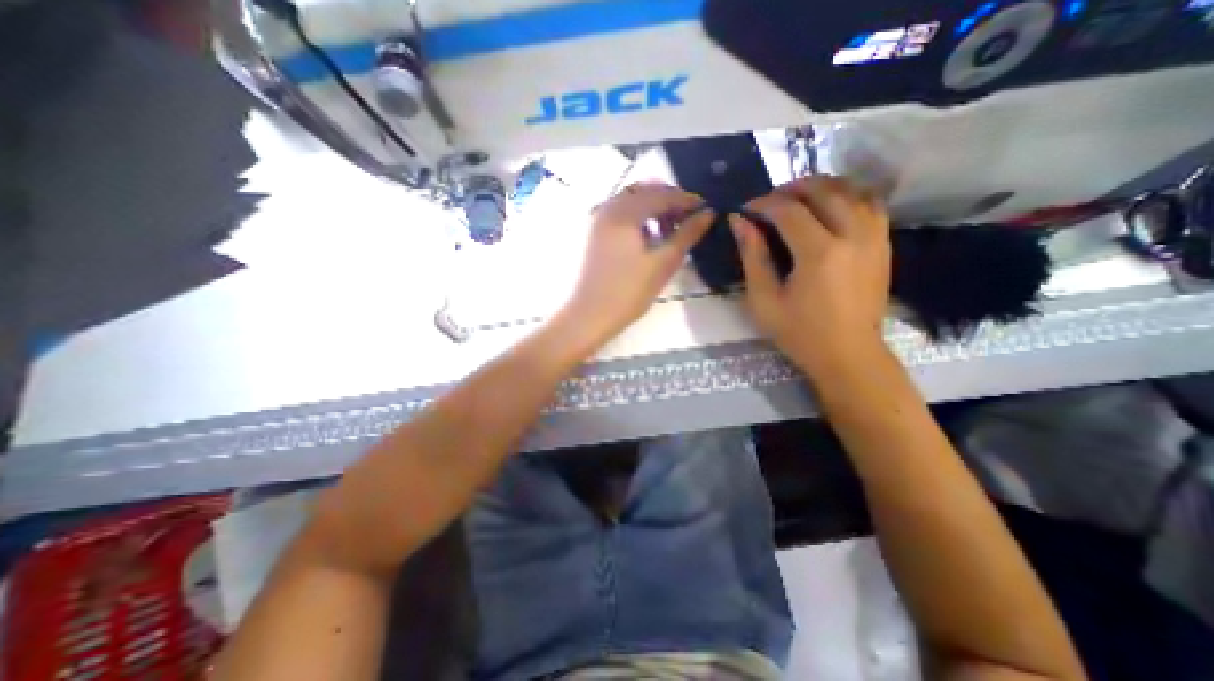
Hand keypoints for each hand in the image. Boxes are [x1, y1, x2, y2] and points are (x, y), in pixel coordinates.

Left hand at [556, 182, 712, 346]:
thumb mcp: (663, 263)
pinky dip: (639, 216)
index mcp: (625, 213)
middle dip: (669, 200)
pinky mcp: (597, 234)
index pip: (661, 195)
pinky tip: (650, 236)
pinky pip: (621, 213)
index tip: (705, 209)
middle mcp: (610, 208)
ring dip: (653, 207)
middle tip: (688, 218)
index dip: (686, 199)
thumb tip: (708, 214)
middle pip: (645, 191)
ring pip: (632, 200)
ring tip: (671, 229)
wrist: (592, 315)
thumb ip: (686, 235)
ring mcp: (600, 220)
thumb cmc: (629, 291)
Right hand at [730, 176, 889, 377]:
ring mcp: (874, 238)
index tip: (746, 209)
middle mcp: (852, 236)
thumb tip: (739, 222)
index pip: (789, 210)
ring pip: (852, 190)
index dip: (763, 203)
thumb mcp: (764, 300)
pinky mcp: (883, 244)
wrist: (848, 354)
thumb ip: (752, 257)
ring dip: (822, 186)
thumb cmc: (799, 332)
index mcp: (819, 253)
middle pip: (824, 190)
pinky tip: (830, 205)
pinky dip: (848, 195)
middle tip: (770, 200)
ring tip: (798, 197)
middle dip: (792, 188)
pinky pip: (871, 203)